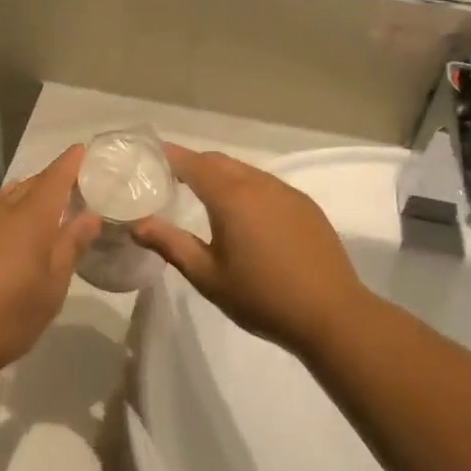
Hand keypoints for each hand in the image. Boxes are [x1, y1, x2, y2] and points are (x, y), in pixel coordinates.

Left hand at [0, 146, 103, 378]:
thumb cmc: (9, 315)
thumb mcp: (52, 287)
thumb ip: (71, 246)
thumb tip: (90, 215)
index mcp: (30, 218)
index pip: (54, 178)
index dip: (69, 163)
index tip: (81, 150)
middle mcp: (0, 212)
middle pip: (29, 185)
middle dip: (49, 180)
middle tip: (70, 186)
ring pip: (5, 199)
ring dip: (25, 197)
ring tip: (41, 210)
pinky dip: (5, 216)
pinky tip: (8, 238)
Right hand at [131, 145, 366, 355]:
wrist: (332, 314)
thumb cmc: (262, 297)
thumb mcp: (207, 276)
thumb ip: (171, 245)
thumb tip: (137, 225)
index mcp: (231, 196)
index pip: (193, 163)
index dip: (170, 156)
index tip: (150, 156)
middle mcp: (258, 184)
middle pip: (219, 161)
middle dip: (193, 164)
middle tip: (170, 178)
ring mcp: (286, 192)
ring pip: (244, 171)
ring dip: (221, 175)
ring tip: (203, 195)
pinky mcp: (305, 205)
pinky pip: (266, 184)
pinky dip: (246, 187)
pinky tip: (244, 214)